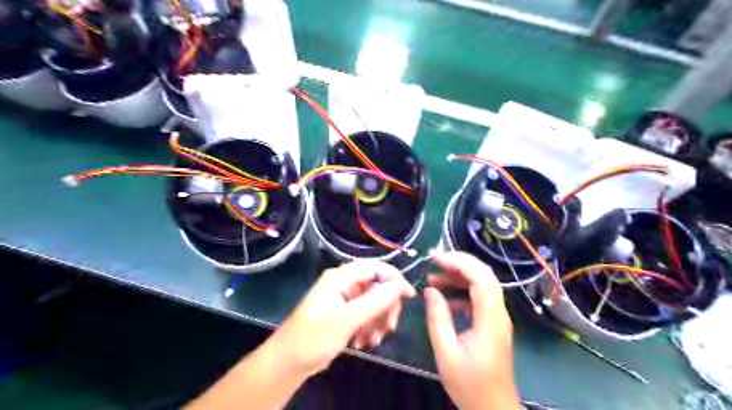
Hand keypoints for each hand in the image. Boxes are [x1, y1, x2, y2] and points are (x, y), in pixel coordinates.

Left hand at [269, 260, 417, 376]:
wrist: (290, 362)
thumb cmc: (314, 336)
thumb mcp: (347, 319)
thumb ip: (374, 301)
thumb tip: (399, 286)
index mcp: (341, 277)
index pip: (375, 268)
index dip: (394, 279)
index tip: (409, 296)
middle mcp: (344, 284)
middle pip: (377, 287)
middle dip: (386, 308)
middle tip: (389, 328)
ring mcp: (345, 299)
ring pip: (374, 303)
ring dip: (377, 322)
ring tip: (372, 341)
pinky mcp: (345, 314)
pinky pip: (366, 315)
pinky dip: (369, 328)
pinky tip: (363, 343)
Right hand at [423, 252, 519, 409]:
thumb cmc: (469, 384)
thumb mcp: (446, 352)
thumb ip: (437, 318)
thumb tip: (430, 290)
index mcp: (490, 319)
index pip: (481, 277)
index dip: (459, 262)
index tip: (436, 259)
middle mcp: (498, 313)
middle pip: (484, 276)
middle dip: (459, 263)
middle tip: (434, 262)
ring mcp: (497, 318)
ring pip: (481, 285)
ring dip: (459, 277)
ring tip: (433, 277)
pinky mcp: (492, 324)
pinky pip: (478, 299)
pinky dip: (461, 292)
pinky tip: (444, 299)